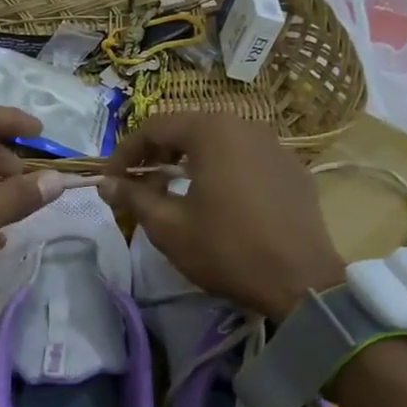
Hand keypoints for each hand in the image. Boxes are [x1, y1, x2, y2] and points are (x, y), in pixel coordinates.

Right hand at [99, 113, 345, 320]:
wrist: (299, 280)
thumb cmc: (225, 249)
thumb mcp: (169, 227)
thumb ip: (134, 197)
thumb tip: (107, 184)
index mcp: (212, 131)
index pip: (155, 127)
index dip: (126, 152)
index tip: (111, 180)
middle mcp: (246, 126)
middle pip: (189, 129)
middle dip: (157, 154)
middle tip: (139, 184)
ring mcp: (276, 146)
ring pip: (220, 143)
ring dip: (189, 162)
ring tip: (174, 192)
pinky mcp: (293, 170)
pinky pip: (246, 160)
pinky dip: (222, 171)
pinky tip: (217, 202)